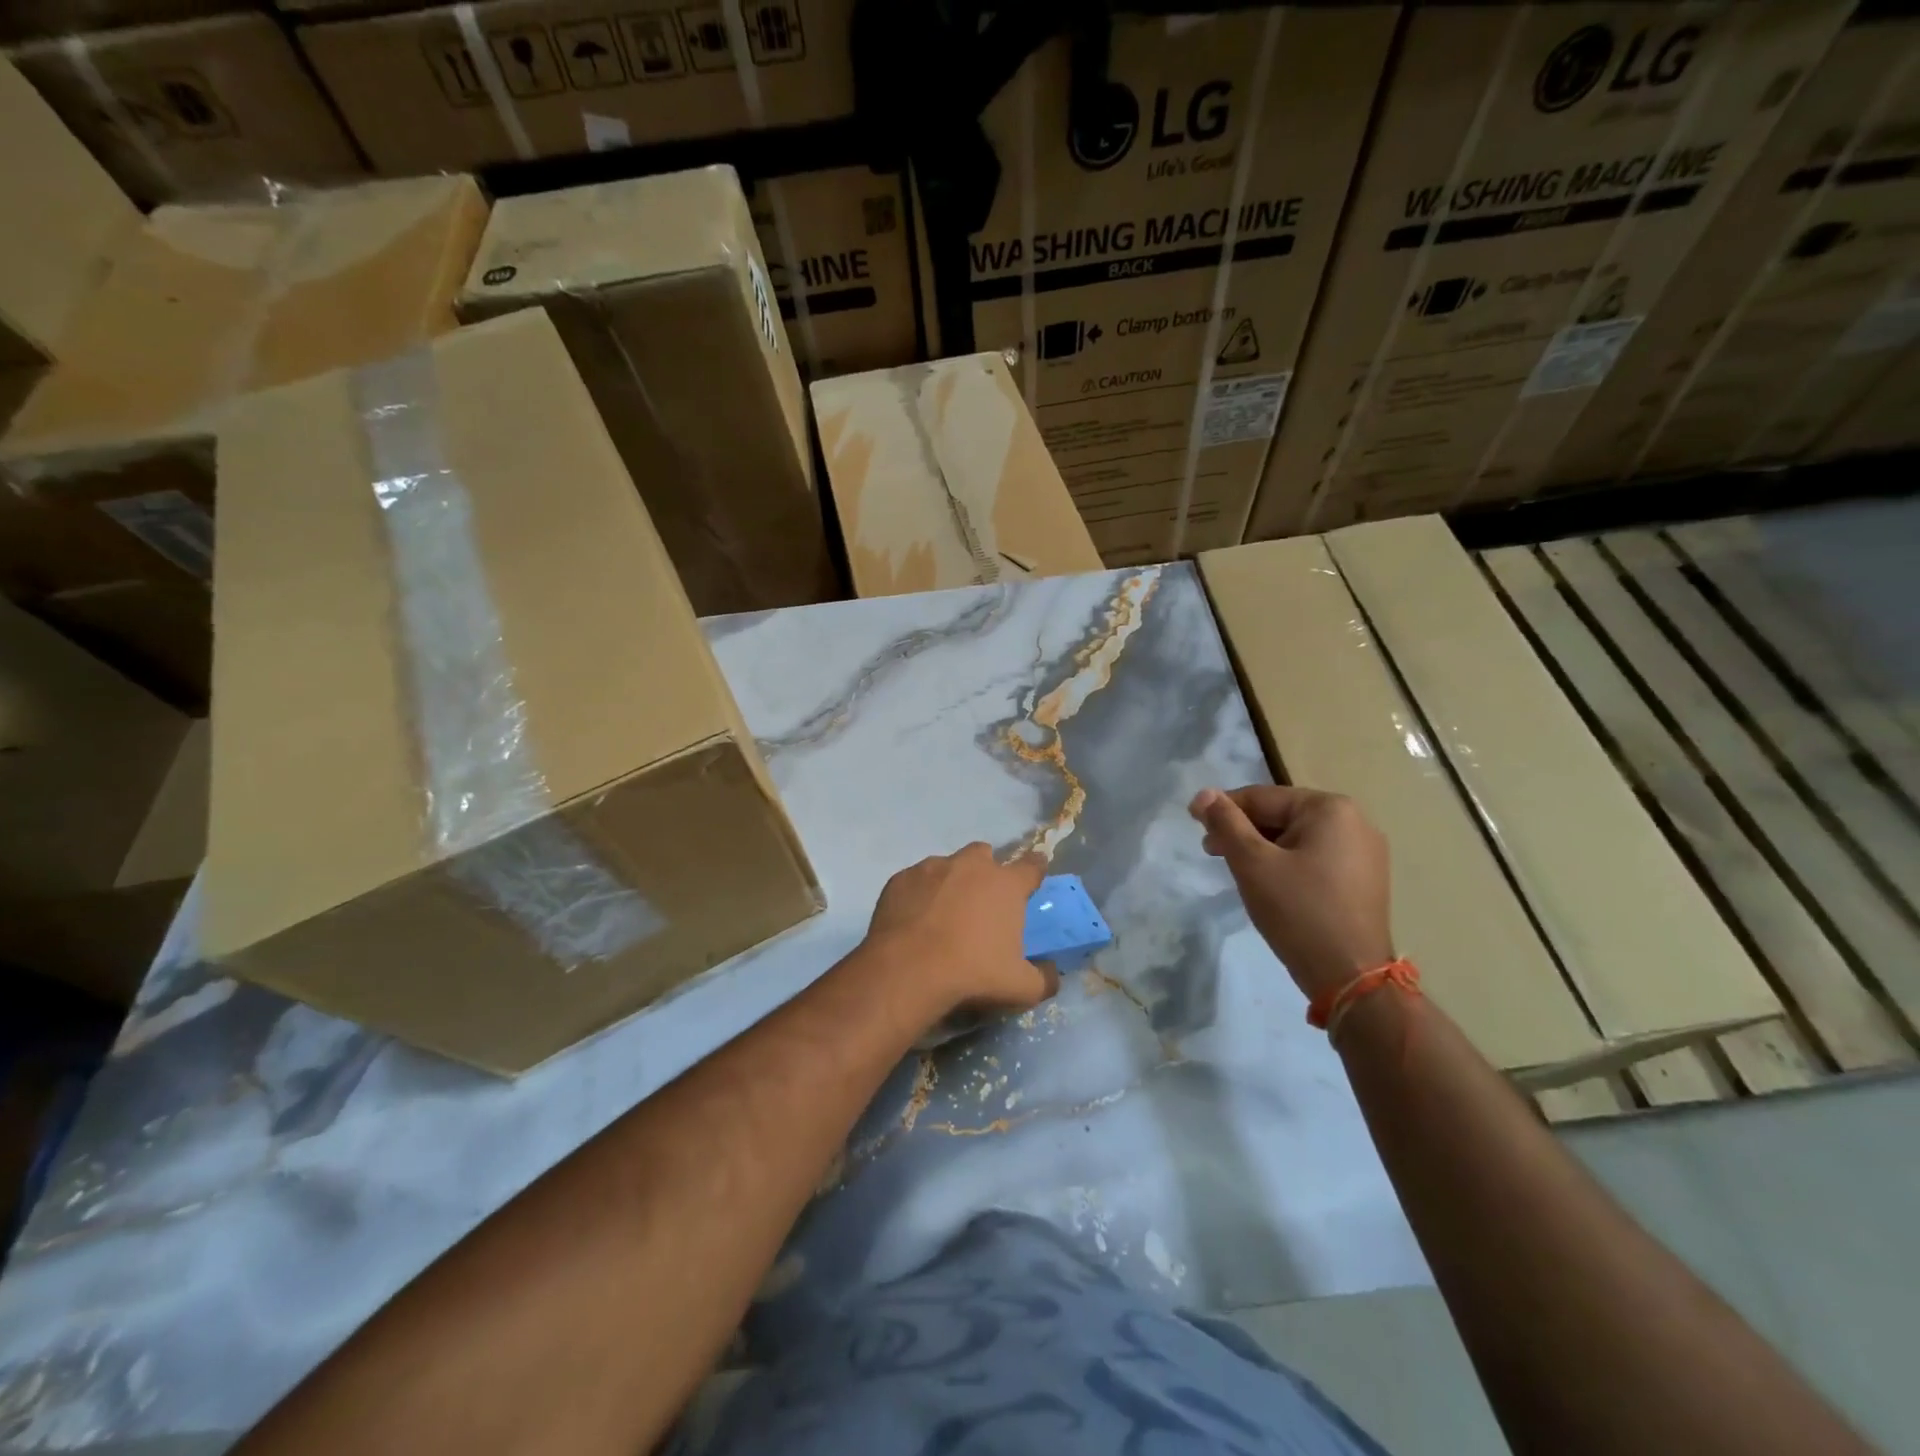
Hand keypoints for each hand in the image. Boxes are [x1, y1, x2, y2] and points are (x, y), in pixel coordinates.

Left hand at [864, 844, 1057, 1020]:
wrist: (908, 970)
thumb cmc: (972, 973)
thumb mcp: (1020, 987)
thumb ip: (1044, 979)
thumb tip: (1052, 973)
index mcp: (1005, 884)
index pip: (1032, 866)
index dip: (1035, 869)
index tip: (1034, 876)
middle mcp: (971, 866)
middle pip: (984, 854)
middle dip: (986, 870)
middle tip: (981, 900)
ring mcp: (932, 868)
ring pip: (947, 864)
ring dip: (950, 881)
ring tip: (943, 912)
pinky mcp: (901, 878)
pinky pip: (916, 880)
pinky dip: (919, 894)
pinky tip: (914, 919)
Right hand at [1189, 785, 1393, 1000]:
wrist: (1350, 978)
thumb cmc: (1298, 912)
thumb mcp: (1252, 863)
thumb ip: (1225, 822)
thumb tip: (1203, 794)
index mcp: (1330, 808)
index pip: (1262, 797)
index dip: (1223, 810)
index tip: (1195, 826)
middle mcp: (1355, 821)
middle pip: (1281, 815)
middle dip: (1243, 831)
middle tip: (1212, 853)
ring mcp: (1365, 851)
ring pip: (1296, 838)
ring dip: (1262, 848)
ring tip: (1239, 871)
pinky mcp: (1364, 878)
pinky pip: (1314, 857)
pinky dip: (1287, 863)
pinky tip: (1270, 885)